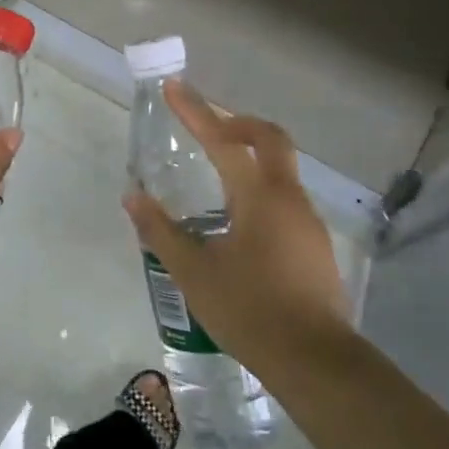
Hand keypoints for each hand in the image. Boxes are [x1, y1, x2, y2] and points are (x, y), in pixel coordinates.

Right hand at [123, 79, 353, 377]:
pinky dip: (259, 190)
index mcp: (259, 198)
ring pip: (280, 170)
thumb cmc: (249, 310)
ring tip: (214, 177)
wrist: (315, 361)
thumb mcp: (193, 272)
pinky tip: (238, 222)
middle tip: (206, 126)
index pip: (223, 141)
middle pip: (269, 140)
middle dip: (237, 123)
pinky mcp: (314, 245)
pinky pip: (284, 199)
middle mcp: (289, 199)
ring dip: (249, 158)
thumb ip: (161, 231)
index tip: (174, 87)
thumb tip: (133, 196)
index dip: (195, 112)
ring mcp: (308, 222)